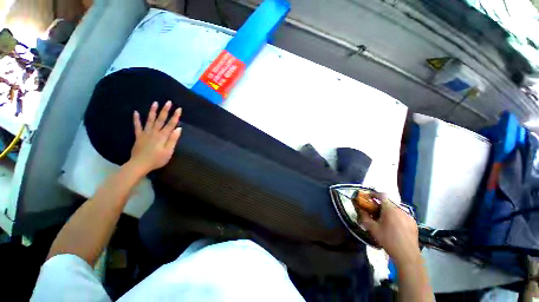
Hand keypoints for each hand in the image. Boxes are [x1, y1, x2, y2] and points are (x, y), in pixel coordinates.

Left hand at [130, 101, 181, 173]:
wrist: (139, 165)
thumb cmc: (157, 159)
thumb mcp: (168, 151)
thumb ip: (173, 140)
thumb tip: (179, 129)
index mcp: (163, 136)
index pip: (171, 124)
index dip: (175, 116)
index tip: (179, 109)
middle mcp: (154, 132)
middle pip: (161, 120)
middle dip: (165, 111)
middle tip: (168, 102)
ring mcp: (145, 133)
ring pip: (150, 120)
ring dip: (153, 111)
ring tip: (155, 103)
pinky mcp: (138, 136)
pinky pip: (137, 126)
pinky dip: (136, 119)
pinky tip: (135, 112)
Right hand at [358, 193, 420, 265]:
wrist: (407, 255)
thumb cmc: (388, 240)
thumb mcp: (373, 229)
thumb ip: (365, 217)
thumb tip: (360, 209)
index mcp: (390, 209)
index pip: (382, 195)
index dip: (374, 194)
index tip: (368, 198)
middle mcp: (400, 210)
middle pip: (388, 202)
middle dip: (380, 204)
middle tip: (374, 211)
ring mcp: (408, 216)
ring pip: (396, 209)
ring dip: (388, 211)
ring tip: (384, 220)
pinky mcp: (413, 223)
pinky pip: (402, 215)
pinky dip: (396, 217)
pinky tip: (394, 226)